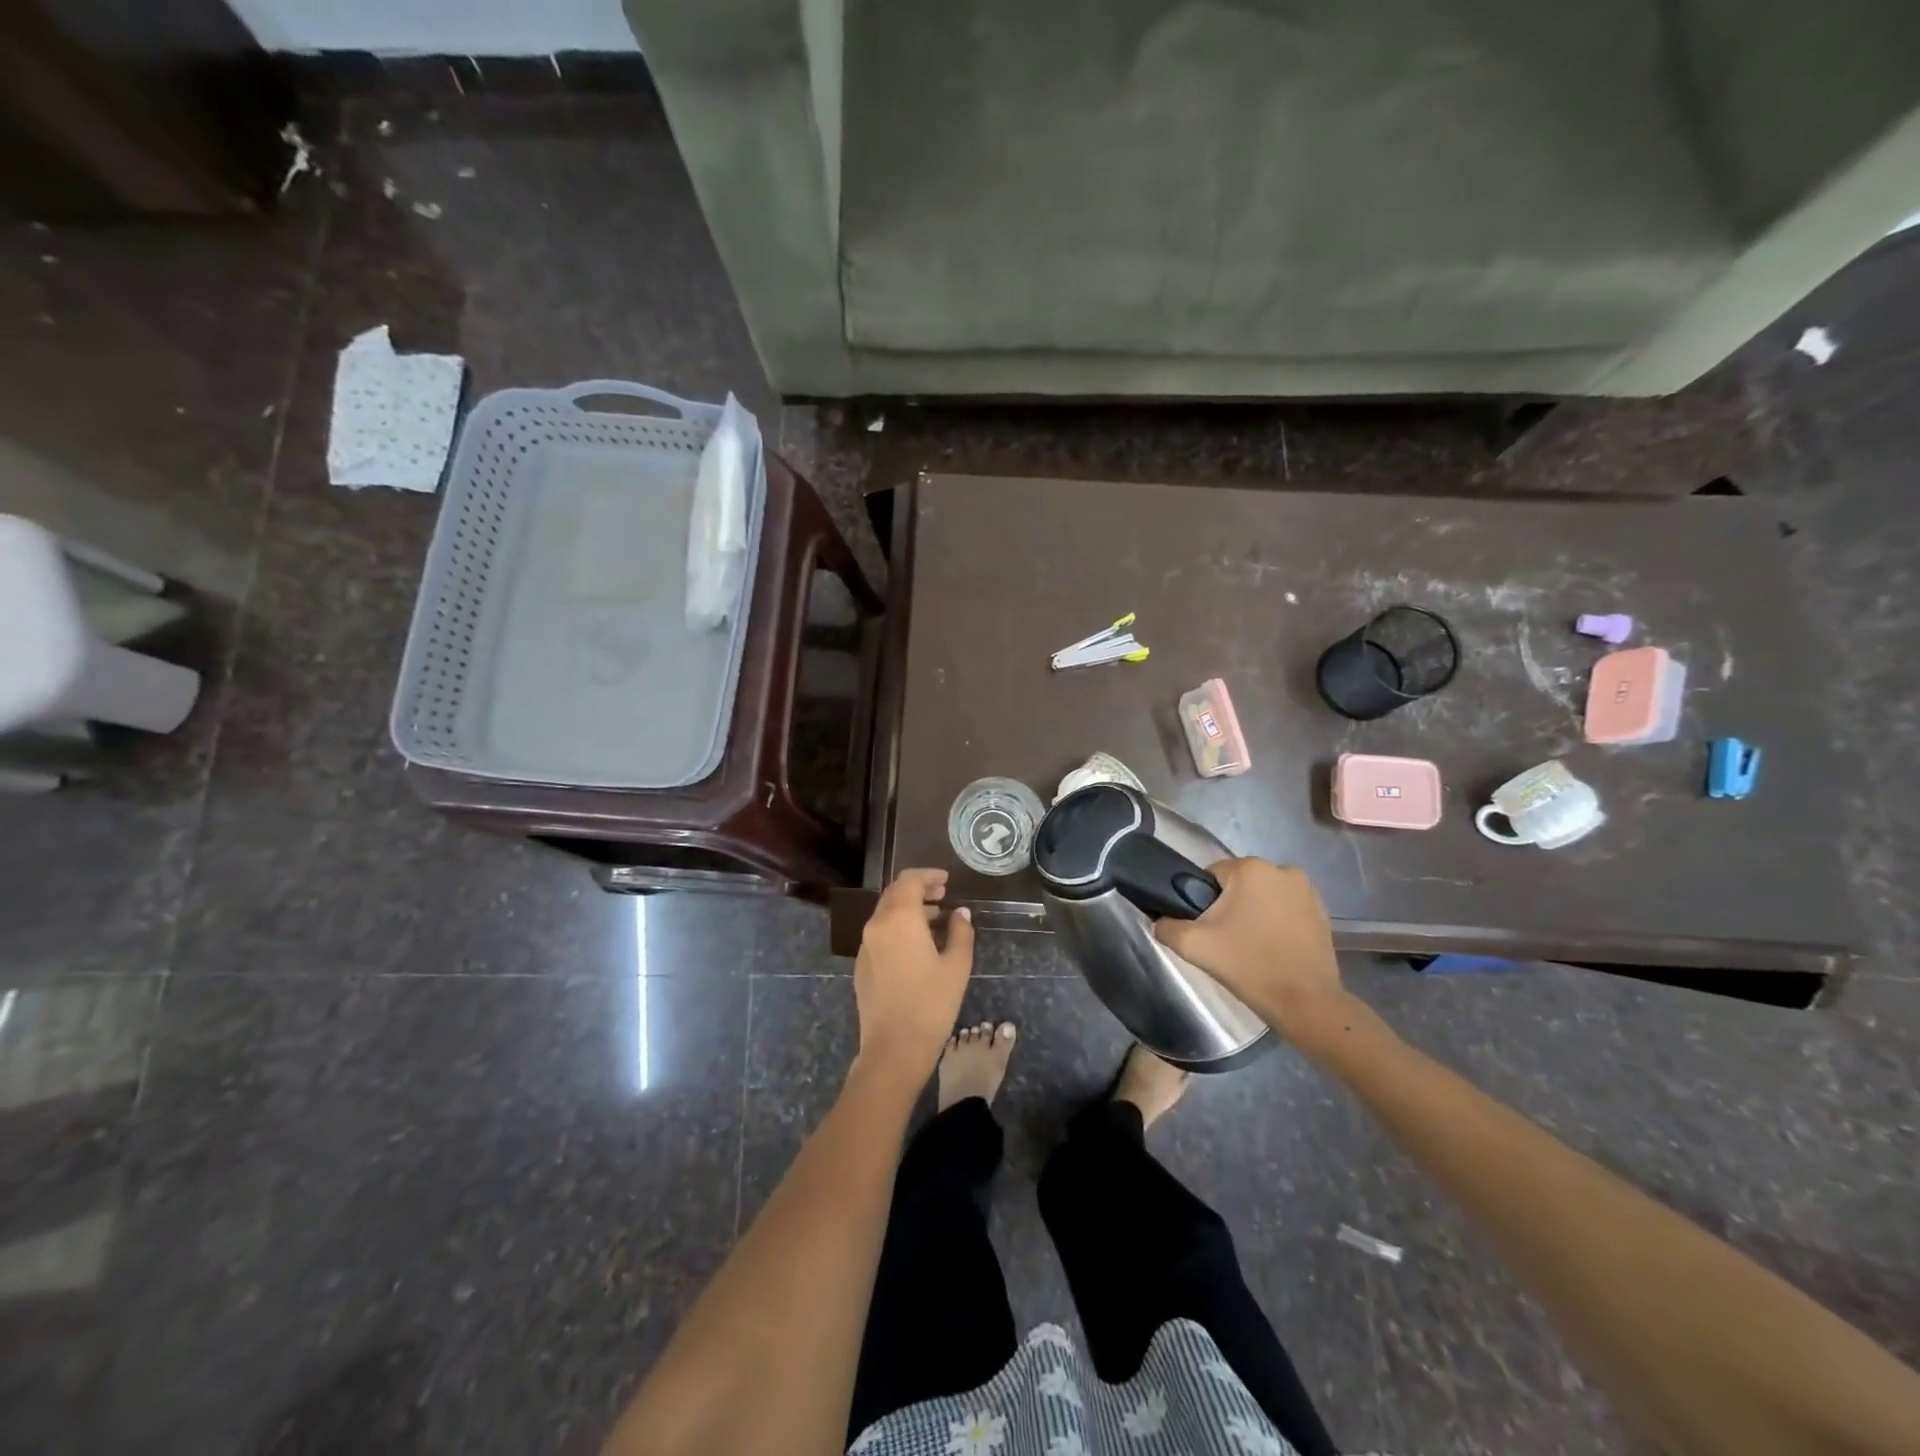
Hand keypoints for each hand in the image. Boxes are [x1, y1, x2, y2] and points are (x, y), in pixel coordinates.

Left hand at [853, 869, 974, 1089]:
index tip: (946, 881)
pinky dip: (898, 927)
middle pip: (894, 893)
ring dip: (908, 909)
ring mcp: (865, 946)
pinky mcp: (862, 965)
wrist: (894, 1048)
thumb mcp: (957, 965)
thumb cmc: (931, 1004)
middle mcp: (877, 925)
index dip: (929, 876)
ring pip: (885, 913)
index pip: (909, 880)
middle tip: (942, 896)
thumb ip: (960, 932)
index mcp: (900, 918)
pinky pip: (879, 933)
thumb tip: (961, 914)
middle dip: (918, 889)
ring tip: (935, 918)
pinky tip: (916, 945)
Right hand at [1153, 858, 1349, 1046]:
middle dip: (1229, 906)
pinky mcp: (1322, 911)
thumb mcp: (1193, 946)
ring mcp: (1307, 889)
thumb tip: (1161, 920)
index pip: (1210, 875)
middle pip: (1239, 884)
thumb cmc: (1248, 966)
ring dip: (1254, 912)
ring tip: (1251, 947)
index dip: (1202, 901)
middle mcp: (1282, 869)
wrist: (1306, 1003)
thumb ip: (1166, 926)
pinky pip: (1285, 908)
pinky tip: (1273, 948)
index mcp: (1250, 868)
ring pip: (1262, 896)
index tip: (1207, 929)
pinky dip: (1276, 922)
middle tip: (1226, 941)